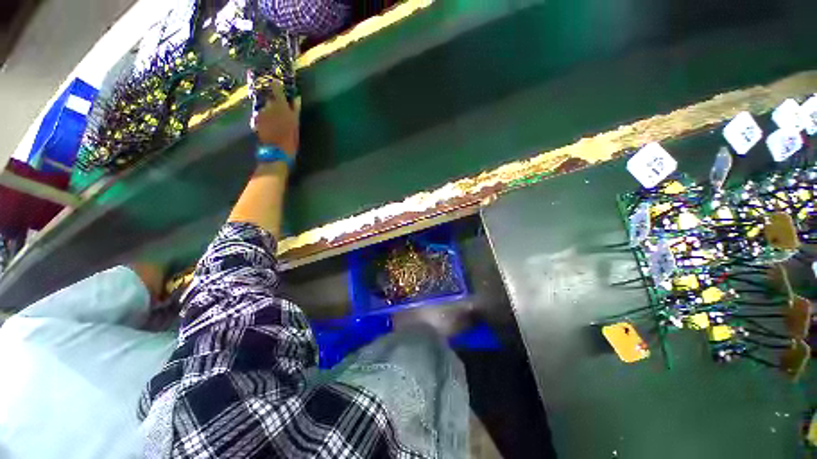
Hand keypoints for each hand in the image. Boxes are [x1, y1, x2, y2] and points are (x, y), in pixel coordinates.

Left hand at [250, 76, 299, 155]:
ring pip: (265, 108)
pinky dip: (264, 119)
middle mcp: (269, 106)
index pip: (276, 88)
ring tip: (275, 123)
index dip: (276, 85)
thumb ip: (295, 109)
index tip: (277, 84)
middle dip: (274, 103)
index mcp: (281, 105)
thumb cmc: (290, 138)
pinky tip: (269, 127)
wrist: (277, 151)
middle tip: (280, 112)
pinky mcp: (256, 120)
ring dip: (269, 112)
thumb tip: (297, 97)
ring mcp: (261, 113)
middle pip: (270, 99)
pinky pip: (260, 116)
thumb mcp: (296, 123)